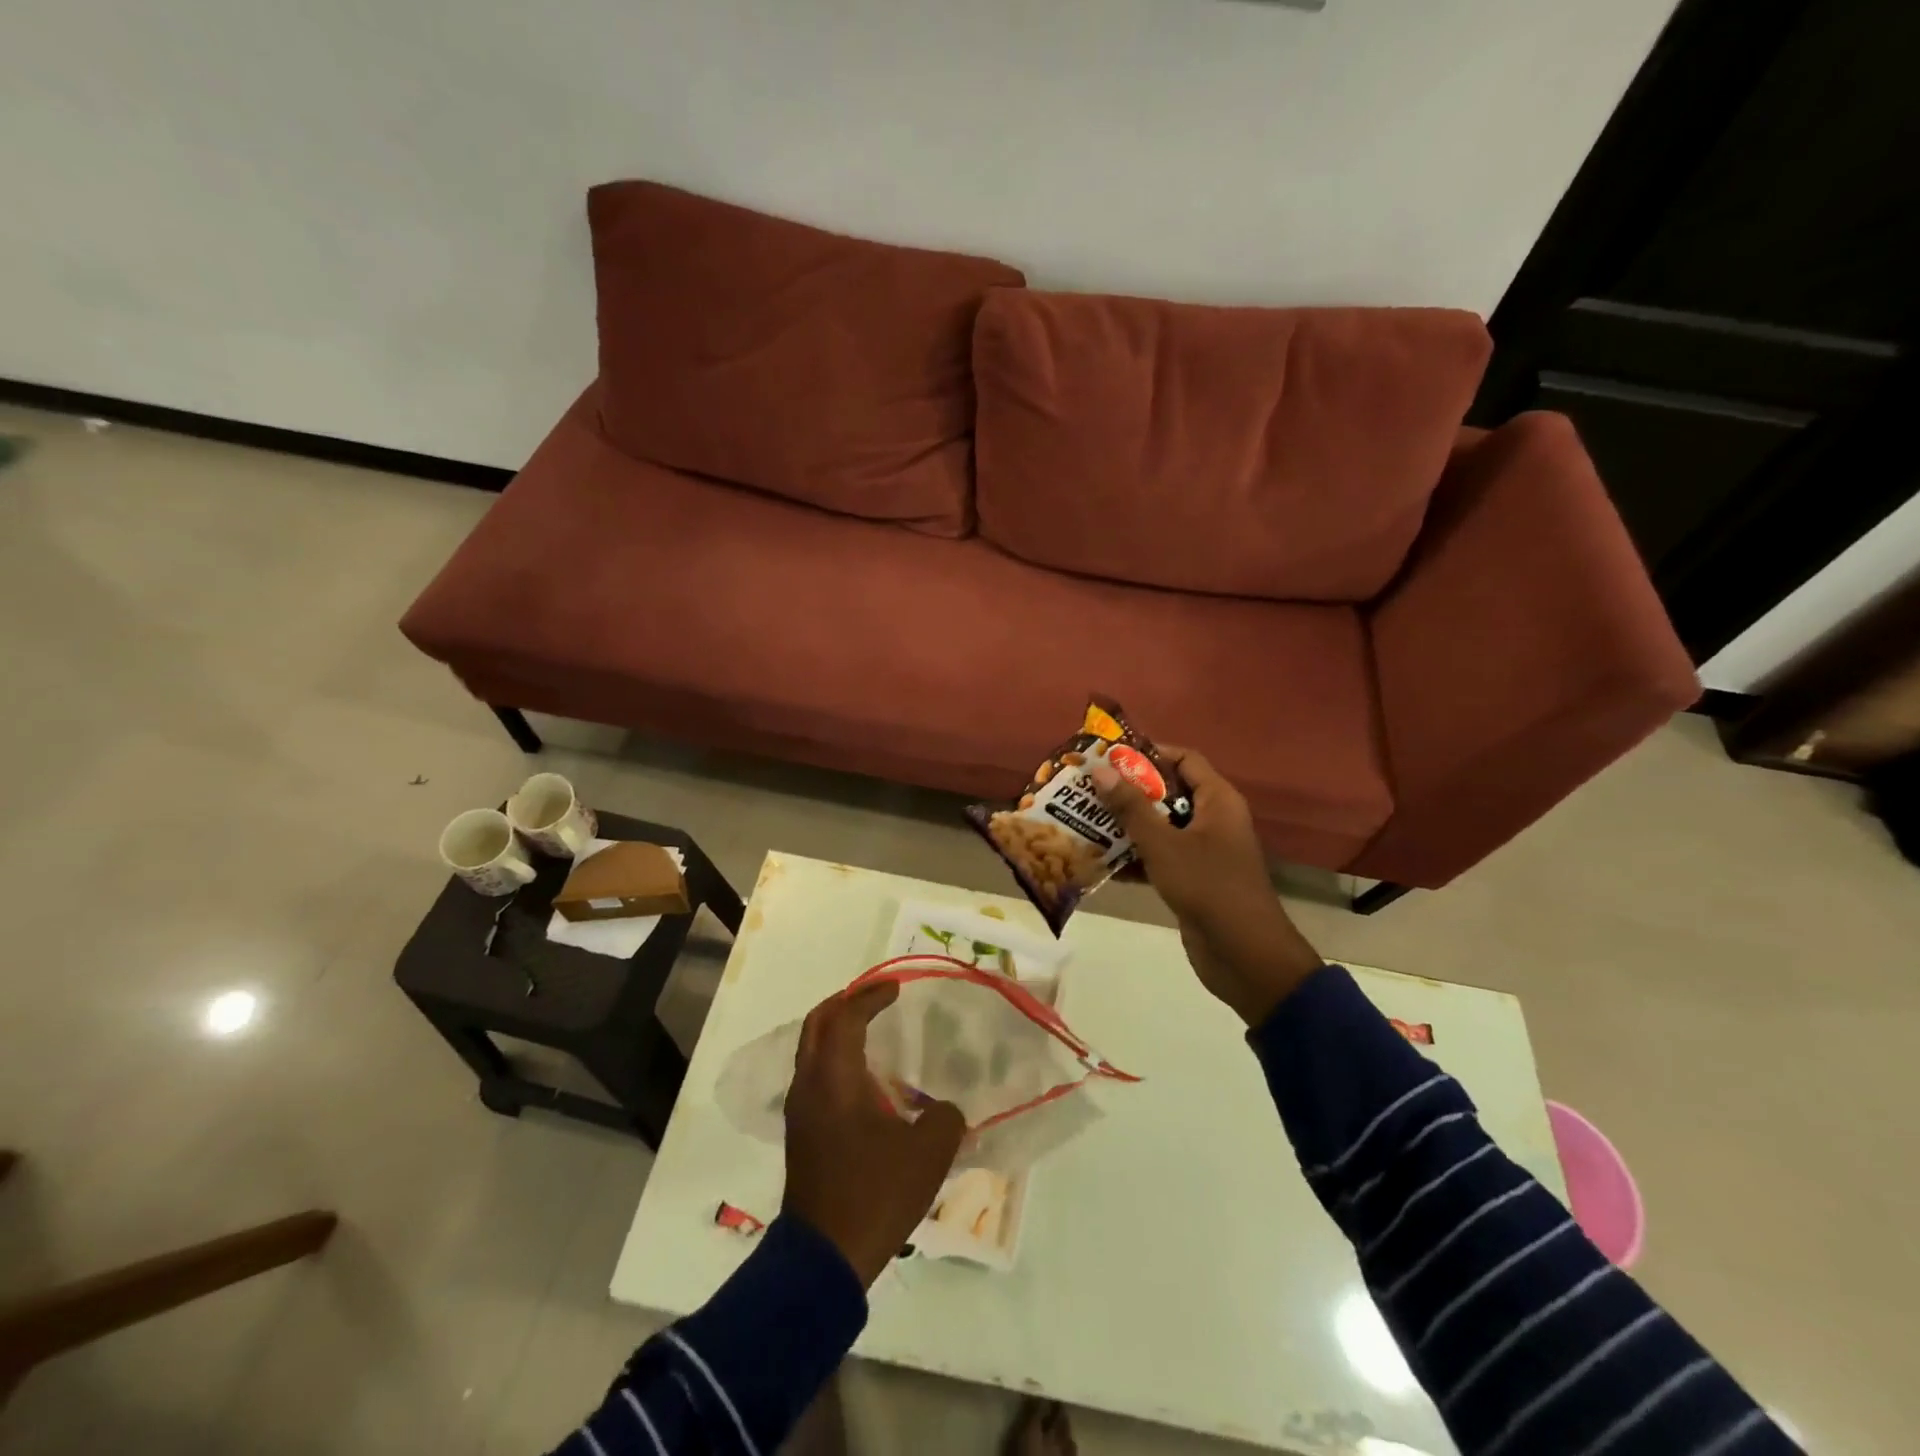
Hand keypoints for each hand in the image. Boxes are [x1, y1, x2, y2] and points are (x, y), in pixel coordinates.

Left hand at [782, 982, 966, 1287]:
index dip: (870, 996)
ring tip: (872, 1030)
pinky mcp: (801, 1132)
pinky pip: (815, 1073)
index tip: (896, 988)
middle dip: (846, 1002)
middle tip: (877, 997)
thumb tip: (943, 1110)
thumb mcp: (928, 1154)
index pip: (846, 1017)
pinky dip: (835, 1057)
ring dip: (838, 1029)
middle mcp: (810, 1084)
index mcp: (835, 1078)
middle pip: (818, 1023)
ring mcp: (800, 1109)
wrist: (824, 1258)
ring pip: (812, 1049)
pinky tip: (864, 1076)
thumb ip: (944, 1119)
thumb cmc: (874, 1194)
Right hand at [1091, 746, 1320, 1025]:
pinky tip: (1098, 860)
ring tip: (1085, 820)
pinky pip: (1159, 857)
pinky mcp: (1192, 880)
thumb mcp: (1164, 844)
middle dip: (1129, 791)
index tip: (1110, 757)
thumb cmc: (1208, 887)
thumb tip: (1101, 771)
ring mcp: (1203, 852)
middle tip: (1088, 789)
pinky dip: (1134, 857)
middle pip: (1169, 792)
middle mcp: (1213, 820)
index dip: (1149, 753)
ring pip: (1161, 827)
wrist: (1244, 956)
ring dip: (1126, 825)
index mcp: (1217, 801)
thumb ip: (1132, 808)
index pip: (1184, 759)